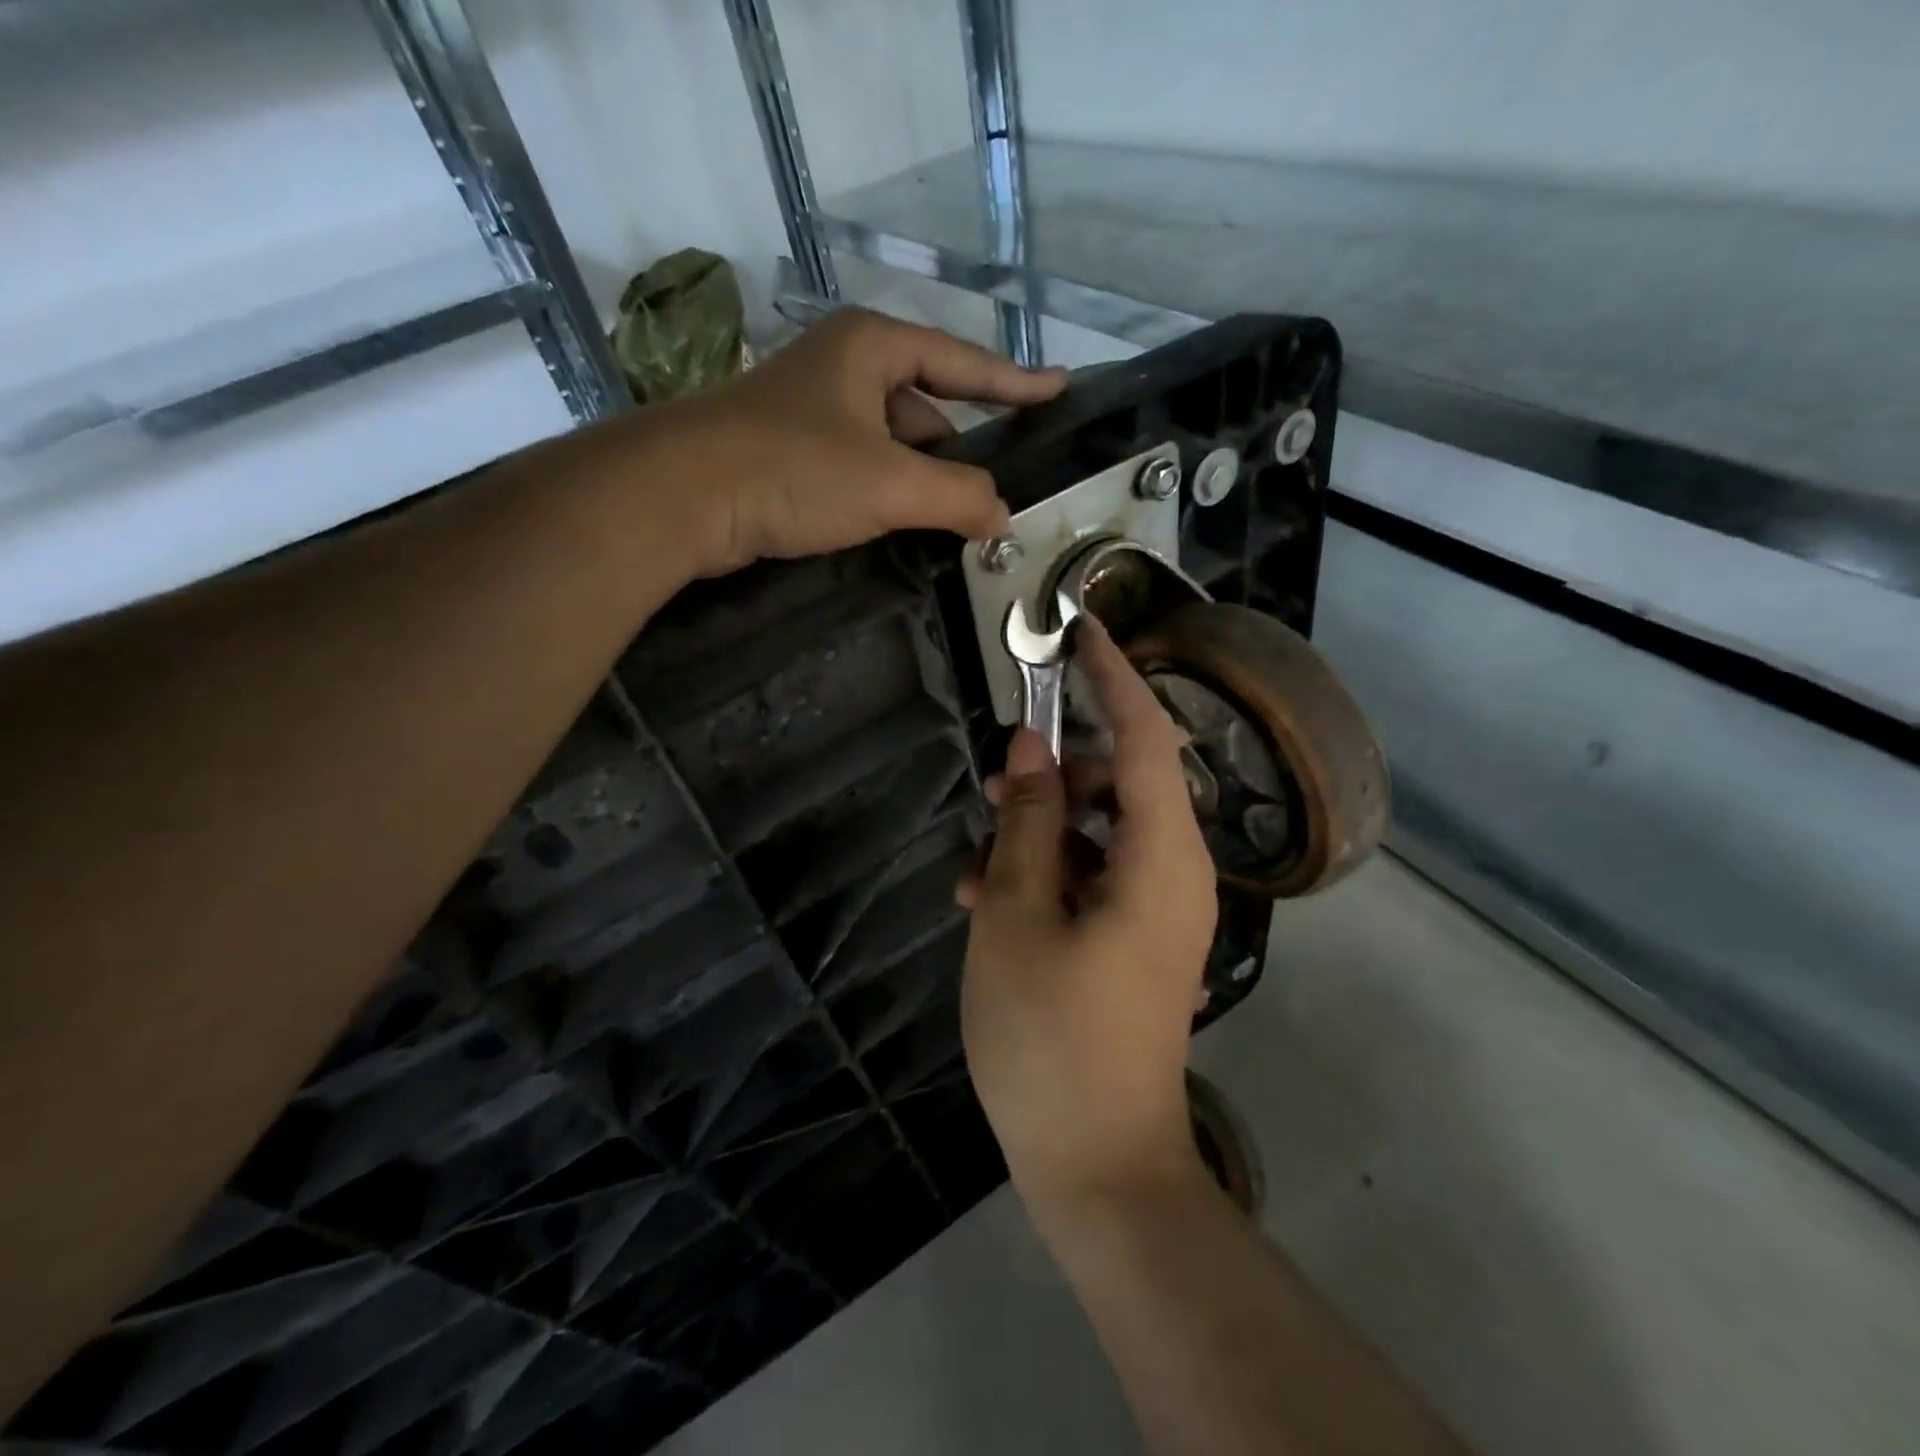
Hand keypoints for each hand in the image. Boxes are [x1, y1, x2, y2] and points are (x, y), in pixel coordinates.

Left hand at [638, 308, 1064, 574]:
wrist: (680, 495)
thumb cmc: (793, 469)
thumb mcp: (889, 483)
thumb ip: (958, 496)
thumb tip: (1002, 517)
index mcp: (872, 348)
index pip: (963, 363)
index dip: (1015, 382)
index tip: (1059, 389)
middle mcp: (844, 367)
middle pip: (926, 407)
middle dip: (960, 451)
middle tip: (996, 495)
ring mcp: (813, 410)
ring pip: (891, 443)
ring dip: (922, 481)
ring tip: (955, 522)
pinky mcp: (789, 451)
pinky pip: (860, 467)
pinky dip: (886, 494)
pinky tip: (900, 525)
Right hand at [959, 616, 1218, 1209]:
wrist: (1096, 1163)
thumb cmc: (1051, 1037)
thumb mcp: (1016, 915)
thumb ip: (1029, 824)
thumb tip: (1030, 751)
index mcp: (1162, 859)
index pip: (1147, 738)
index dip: (1115, 677)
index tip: (1082, 629)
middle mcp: (1176, 873)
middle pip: (1121, 783)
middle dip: (1056, 777)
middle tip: (992, 794)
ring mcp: (1159, 909)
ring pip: (1100, 831)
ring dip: (1039, 833)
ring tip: (976, 874)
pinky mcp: (1137, 937)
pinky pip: (1096, 875)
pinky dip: (1048, 873)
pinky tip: (990, 903)